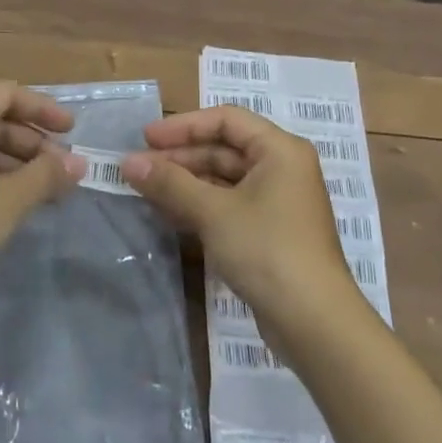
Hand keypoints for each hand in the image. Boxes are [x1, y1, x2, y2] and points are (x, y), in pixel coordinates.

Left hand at [0, 81, 81, 288]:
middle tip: (63, 170)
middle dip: (33, 143)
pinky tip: (14, 205)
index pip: (7, 94)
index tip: (71, 131)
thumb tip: (79, 163)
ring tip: (46, 191)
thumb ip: (46, 176)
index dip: (42, 108)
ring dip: (17, 164)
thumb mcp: (8, 198)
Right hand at [123, 107, 360, 336]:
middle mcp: (282, 169)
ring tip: (145, 190)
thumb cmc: (267, 250)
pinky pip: (229, 205)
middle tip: (138, 168)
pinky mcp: (270, 233)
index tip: (146, 138)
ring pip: (224, 180)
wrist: (313, 322)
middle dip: (180, 157)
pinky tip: (169, 214)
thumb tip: (127, 162)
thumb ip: (170, 183)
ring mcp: (278, 203)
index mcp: (280, 150)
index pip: (226, 119)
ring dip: (186, 183)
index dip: (184, 126)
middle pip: (224, 149)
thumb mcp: (213, 212)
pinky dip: (200, 206)